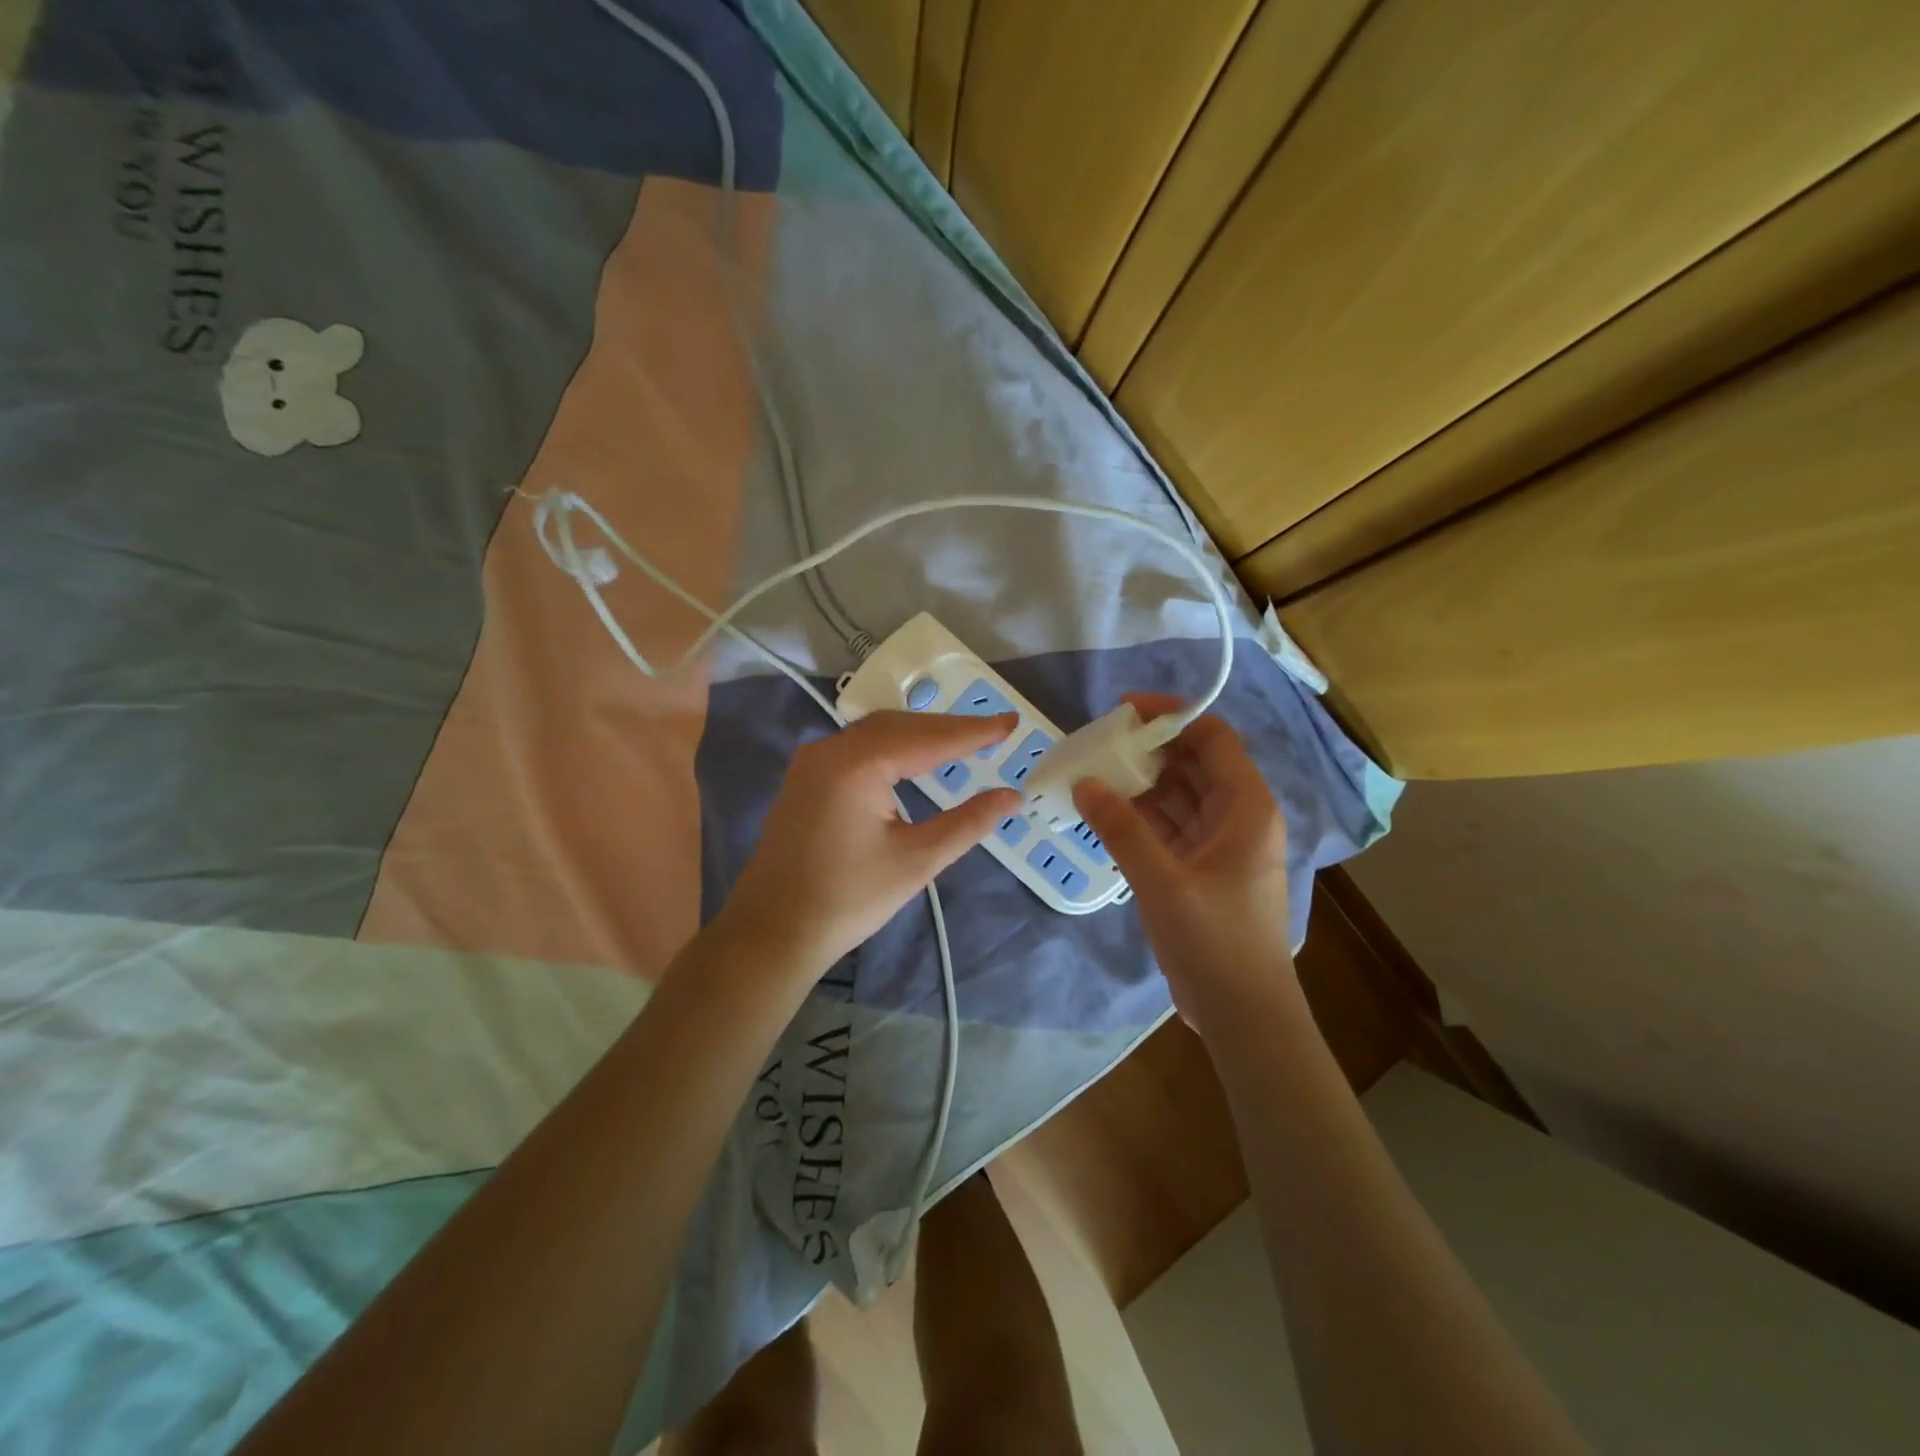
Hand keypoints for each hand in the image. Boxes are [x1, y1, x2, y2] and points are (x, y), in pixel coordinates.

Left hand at [718, 710, 1021, 980]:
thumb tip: (1012, 796)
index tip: (1010, 723)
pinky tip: (913, 758)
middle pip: (900, 725)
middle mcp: (830, 750)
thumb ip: (967, 823)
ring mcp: (812, 761)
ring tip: (962, 742)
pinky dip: (893, 747)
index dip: (973, 731)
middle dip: (948, 728)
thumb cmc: (848, 900)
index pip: (928, 737)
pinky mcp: (805, 778)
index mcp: (857, 764)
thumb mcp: (917, 861)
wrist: (771, 932)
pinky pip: (857, 748)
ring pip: (877, 733)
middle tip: (992, 733)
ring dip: (920, 735)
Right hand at [1074, 695, 1292, 1023]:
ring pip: (1179, 795)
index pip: (1212, 738)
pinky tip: (1105, 814)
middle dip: (1148, 750)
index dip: (1172, 716)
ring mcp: (1219, 844)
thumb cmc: (1215, 942)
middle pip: (1193, 763)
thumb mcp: (1163, 882)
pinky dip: (1140, 817)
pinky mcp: (1201, 868)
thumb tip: (1084, 782)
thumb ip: (1121, 829)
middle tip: (1097, 744)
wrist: (1243, 1014)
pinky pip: (1170, 826)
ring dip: (1140, 784)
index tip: (1124, 710)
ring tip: (1093, 774)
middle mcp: (1237, 816)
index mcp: (1245, 807)